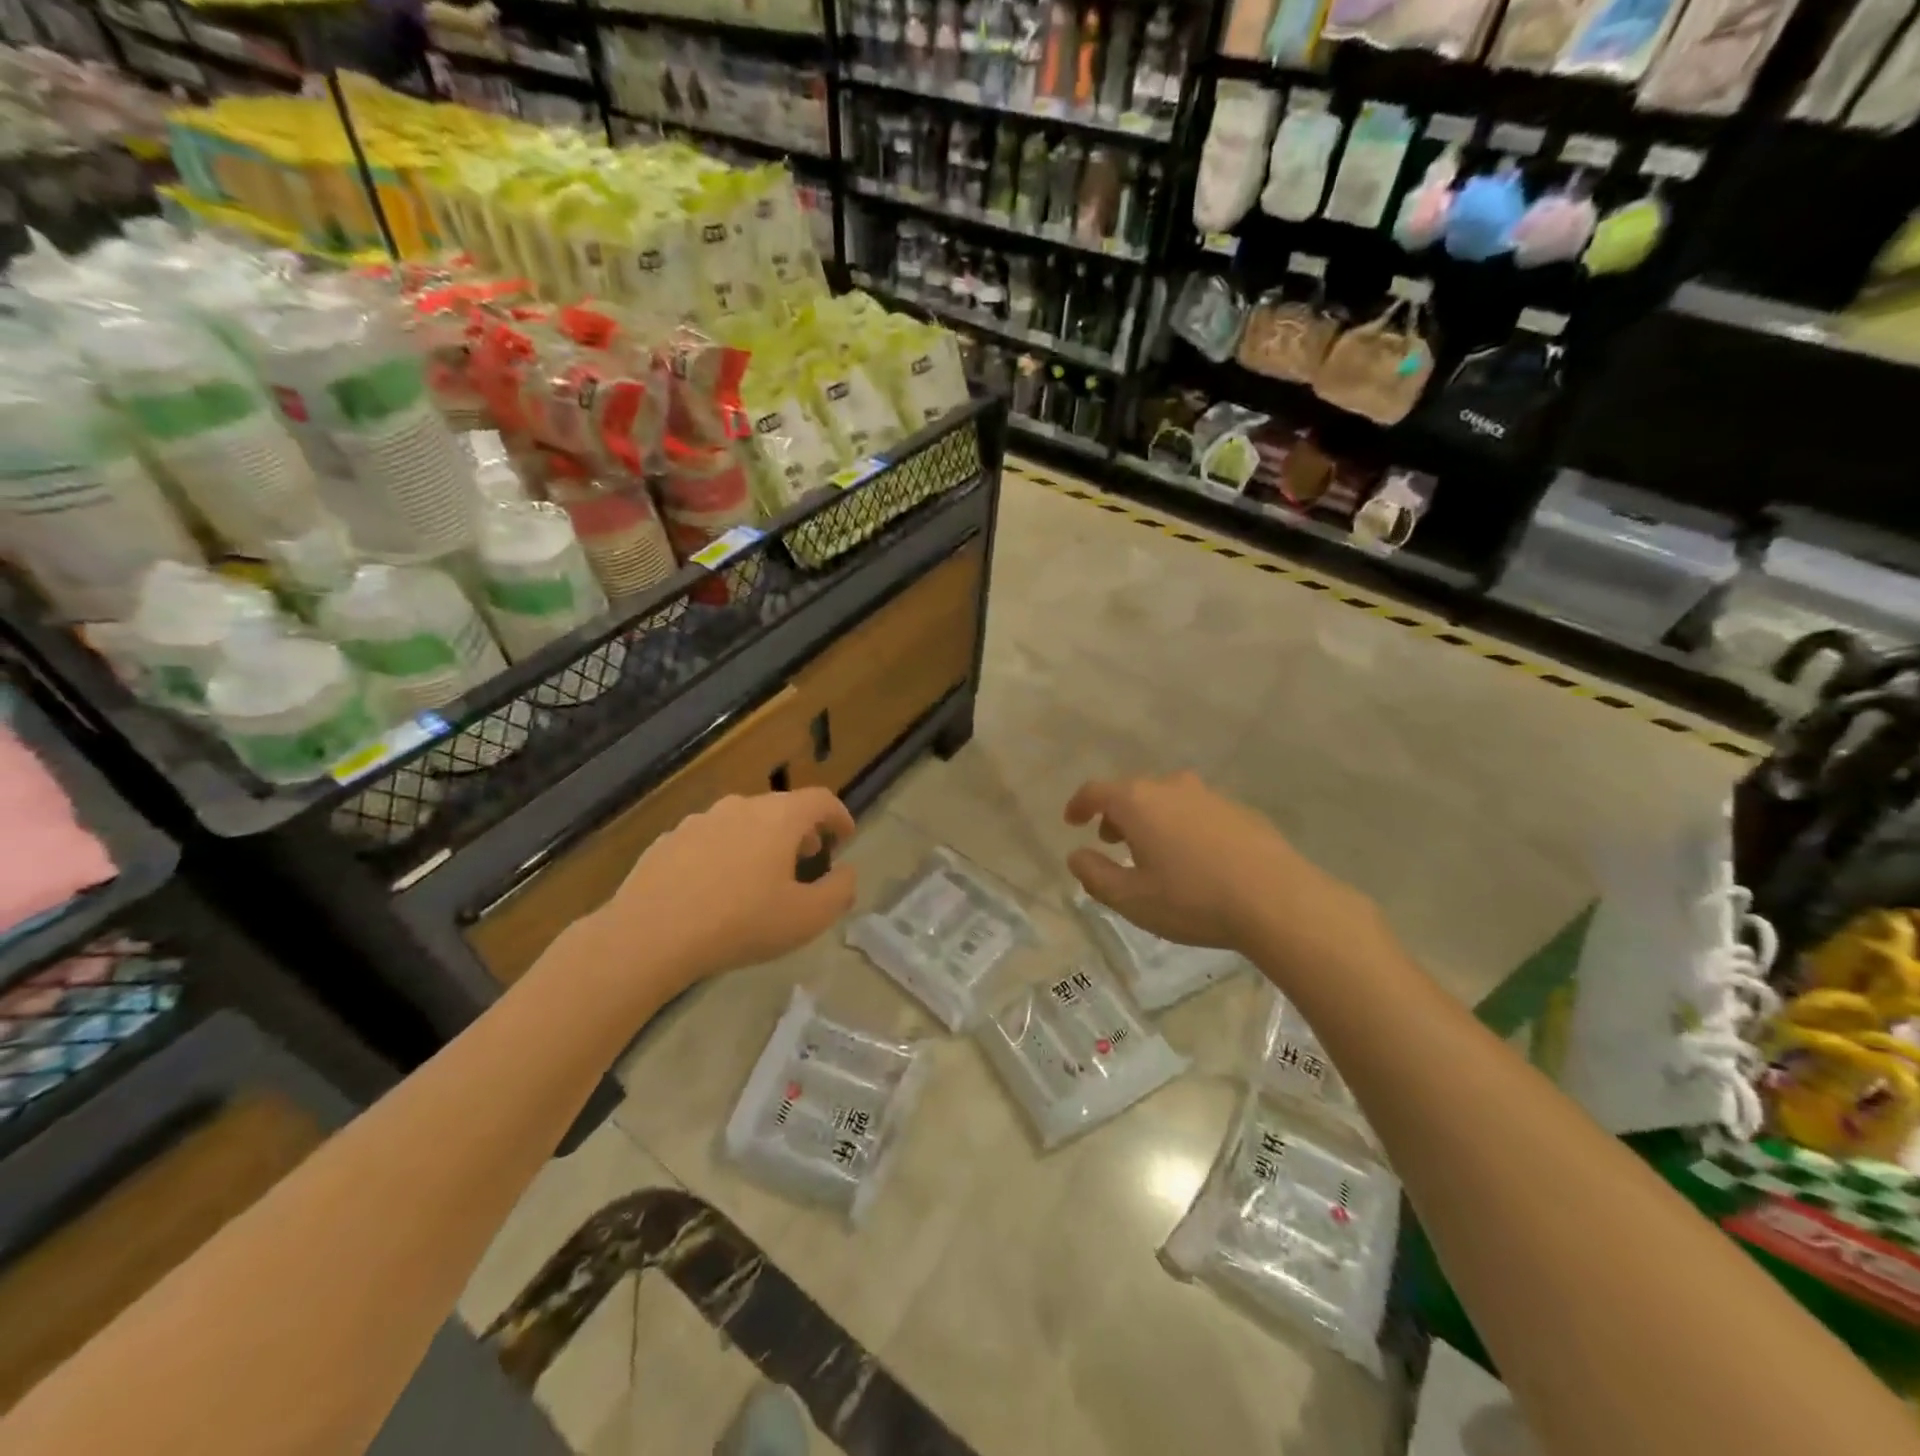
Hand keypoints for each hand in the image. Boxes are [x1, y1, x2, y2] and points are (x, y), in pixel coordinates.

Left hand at [592, 789, 858, 996]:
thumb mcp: (807, 918)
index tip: (845, 836)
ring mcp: (700, 820)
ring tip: (761, 874)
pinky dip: (725, 853)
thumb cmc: (740, 923)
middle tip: (808, 858)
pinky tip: (716, 887)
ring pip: (743, 821)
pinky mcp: (668, 840)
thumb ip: (839, 892)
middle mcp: (741, 807)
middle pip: (781, 807)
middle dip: (801, 830)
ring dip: (761, 840)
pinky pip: (710, 839)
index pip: (821, 800)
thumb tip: (847, 873)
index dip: (839, 816)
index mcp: (779, 817)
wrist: (650, 934)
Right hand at [1063, 772, 1382, 964]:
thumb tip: (1077, 856)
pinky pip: (1197, 812)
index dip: (1079, 804)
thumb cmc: (1192, 899)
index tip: (1072, 821)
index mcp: (1138, 802)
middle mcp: (1171, 787)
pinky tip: (1196, 859)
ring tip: (1154, 853)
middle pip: (1132, 792)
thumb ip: (1095, 875)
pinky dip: (1183, 826)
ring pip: (1167, 799)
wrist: (1277, 901)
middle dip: (1116, 814)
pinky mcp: (1240, 811)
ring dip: (1151, 820)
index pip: (1096, 791)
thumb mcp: (1131, 899)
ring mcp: (1210, 796)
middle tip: (1112, 842)